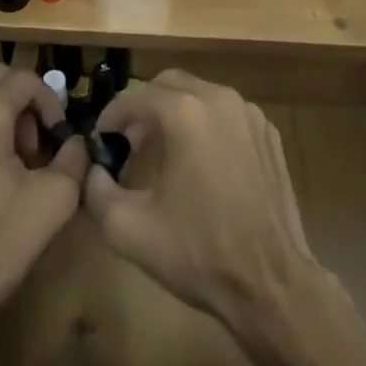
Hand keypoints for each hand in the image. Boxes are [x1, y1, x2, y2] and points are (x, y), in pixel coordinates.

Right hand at [83, 70, 320, 330]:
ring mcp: (249, 113)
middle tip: (130, 141)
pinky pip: (227, 114)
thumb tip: (94, 171)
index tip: (101, 138)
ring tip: (162, 151)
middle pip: (170, 84)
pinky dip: (207, 125)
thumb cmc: (198, 253)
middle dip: (144, 107)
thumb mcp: (130, 230)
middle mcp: (219, 99)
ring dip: (176, 113)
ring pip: (201, 95)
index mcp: (185, 113)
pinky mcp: (268, 132)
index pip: (136, 97)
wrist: (270, 281)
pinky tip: (201, 163)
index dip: (112, 115)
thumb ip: (98, 192)